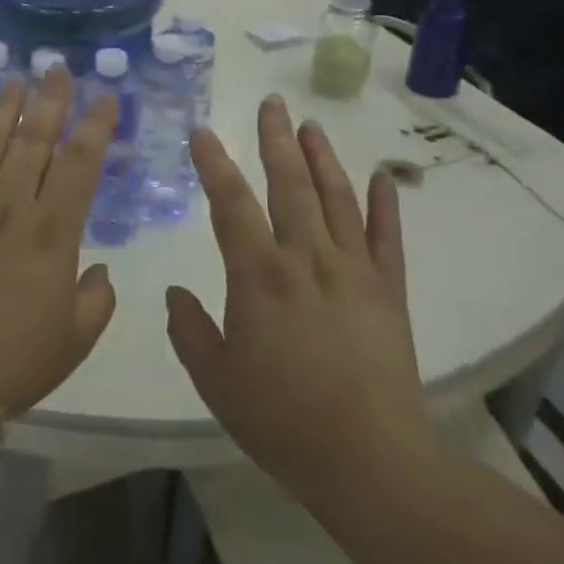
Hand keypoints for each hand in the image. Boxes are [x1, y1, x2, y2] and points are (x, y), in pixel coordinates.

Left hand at [0, 70, 117, 417]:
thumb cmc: (14, 359)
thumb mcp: (74, 338)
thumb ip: (97, 301)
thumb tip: (101, 271)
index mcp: (52, 230)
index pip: (80, 163)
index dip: (95, 125)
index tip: (104, 96)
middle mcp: (10, 205)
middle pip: (34, 139)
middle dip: (49, 100)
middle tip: (56, 68)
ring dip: (2, 109)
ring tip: (14, 81)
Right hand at [166, 95, 433, 500]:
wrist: (368, 460)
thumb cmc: (281, 421)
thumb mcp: (216, 381)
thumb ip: (190, 331)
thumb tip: (175, 293)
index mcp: (258, 276)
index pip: (231, 204)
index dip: (214, 164)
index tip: (203, 132)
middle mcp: (306, 259)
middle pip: (288, 184)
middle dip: (276, 141)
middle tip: (271, 104)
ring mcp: (353, 270)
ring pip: (336, 198)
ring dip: (322, 158)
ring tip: (311, 125)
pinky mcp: (388, 290)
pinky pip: (387, 237)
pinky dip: (385, 204)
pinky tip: (382, 177)